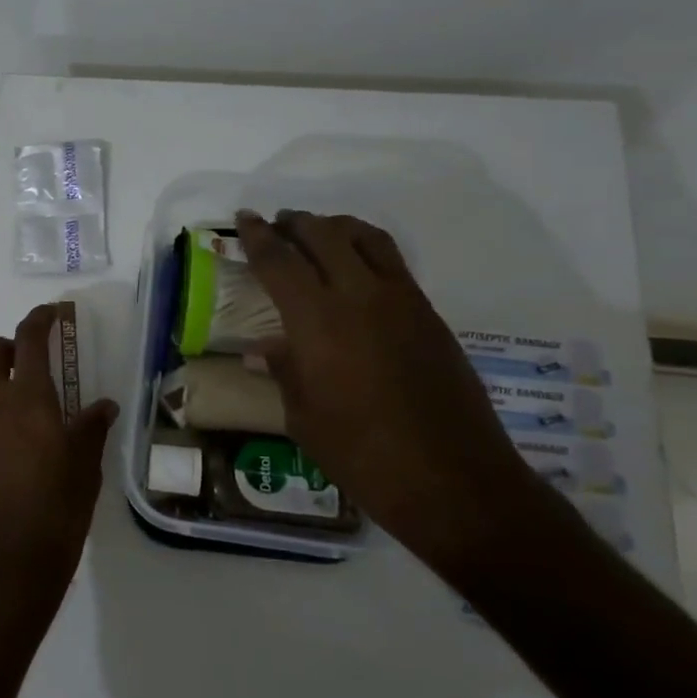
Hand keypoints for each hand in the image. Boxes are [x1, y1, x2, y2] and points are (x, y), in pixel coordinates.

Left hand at [0, 305, 118, 610]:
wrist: (5, 565)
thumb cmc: (57, 513)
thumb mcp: (86, 469)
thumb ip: (91, 428)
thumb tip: (102, 404)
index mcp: (29, 400)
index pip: (29, 339)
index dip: (40, 319)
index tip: (51, 315)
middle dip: (11, 346)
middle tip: (34, 363)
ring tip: (19, 403)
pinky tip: (4, 442)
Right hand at [234, 210, 547, 568]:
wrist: (452, 478)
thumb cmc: (361, 454)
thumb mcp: (304, 417)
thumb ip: (284, 372)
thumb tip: (264, 351)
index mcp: (317, 321)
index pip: (279, 261)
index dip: (258, 236)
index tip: (245, 219)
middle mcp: (359, 296)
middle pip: (323, 235)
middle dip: (295, 223)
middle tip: (277, 223)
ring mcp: (401, 301)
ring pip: (365, 238)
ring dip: (335, 227)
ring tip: (317, 232)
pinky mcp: (429, 314)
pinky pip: (393, 262)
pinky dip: (367, 249)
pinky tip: (356, 268)